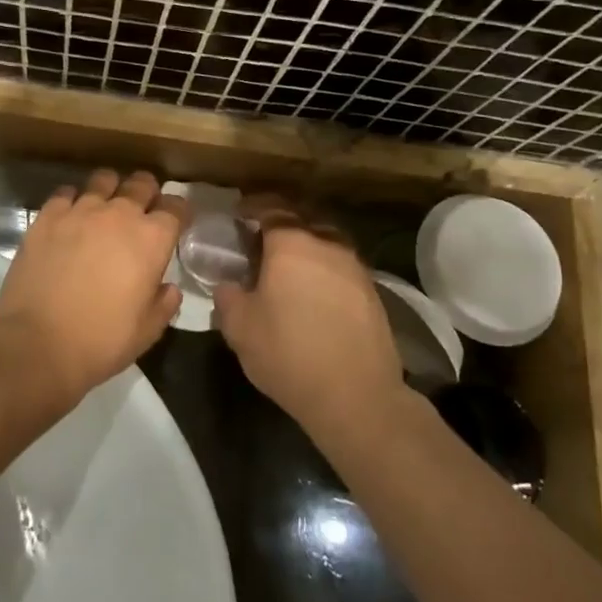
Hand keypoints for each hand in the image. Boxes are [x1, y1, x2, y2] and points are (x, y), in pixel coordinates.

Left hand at [0, 170, 186, 406]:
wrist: (39, 344)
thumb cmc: (102, 341)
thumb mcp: (148, 331)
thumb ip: (165, 303)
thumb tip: (167, 287)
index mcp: (152, 239)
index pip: (176, 207)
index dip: (178, 212)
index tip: (174, 222)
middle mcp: (120, 214)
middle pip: (142, 184)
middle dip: (147, 192)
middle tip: (142, 209)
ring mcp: (81, 211)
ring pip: (104, 180)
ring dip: (111, 190)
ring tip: (105, 206)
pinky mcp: (47, 216)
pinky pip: (66, 193)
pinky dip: (72, 200)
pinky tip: (70, 216)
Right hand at [213, 202, 405, 433]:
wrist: (355, 394)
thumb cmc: (288, 353)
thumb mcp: (239, 327)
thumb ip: (228, 296)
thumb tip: (229, 284)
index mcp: (292, 244)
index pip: (271, 208)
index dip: (253, 207)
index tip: (239, 214)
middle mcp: (327, 245)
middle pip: (303, 219)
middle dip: (282, 223)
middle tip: (261, 239)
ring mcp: (355, 268)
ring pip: (326, 242)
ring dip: (307, 246)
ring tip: (288, 267)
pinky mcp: (372, 293)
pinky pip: (341, 267)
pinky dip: (324, 269)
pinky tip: (314, 292)